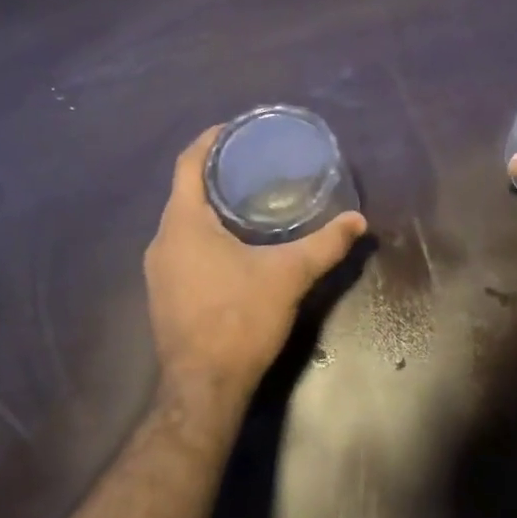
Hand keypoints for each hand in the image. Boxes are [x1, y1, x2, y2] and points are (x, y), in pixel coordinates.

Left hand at [144, 125, 366, 420]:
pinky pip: (181, 246)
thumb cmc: (240, 319)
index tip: (234, 128)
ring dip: (209, 205)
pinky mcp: (163, 293)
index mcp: (183, 223)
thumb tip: (359, 220)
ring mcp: (157, 270)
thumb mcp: (289, 275)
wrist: (203, 389)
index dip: (209, 140)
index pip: (187, 164)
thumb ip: (325, 244)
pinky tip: (233, 242)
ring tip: (248, 197)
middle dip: (215, 172)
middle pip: (184, 191)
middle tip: (254, 162)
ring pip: (182, 221)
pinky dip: (204, 232)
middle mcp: (161, 240)